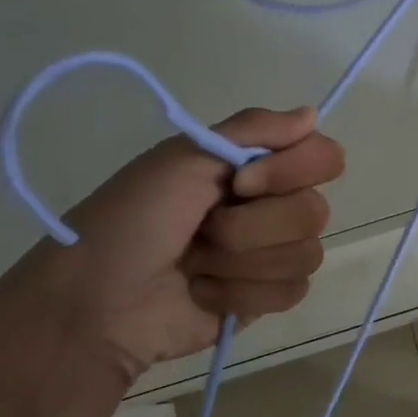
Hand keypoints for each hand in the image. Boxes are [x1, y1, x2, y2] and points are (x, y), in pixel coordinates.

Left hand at [0, 108, 344, 411]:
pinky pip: (292, 290)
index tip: (241, 182)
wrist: (93, 303)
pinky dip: (241, 292)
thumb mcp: (183, 157)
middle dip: (251, 226)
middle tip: (202, 229)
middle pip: (315, 211)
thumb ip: (253, 129)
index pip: (323, 158)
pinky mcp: (266, 297)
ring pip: (305, 254)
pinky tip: (203, 293)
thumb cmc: (131, 220)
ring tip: (194, 265)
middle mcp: (271, 205)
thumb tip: (312, 113)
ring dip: (239, 261)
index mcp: (256, 166)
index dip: (292, 172)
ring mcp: (271, 254)